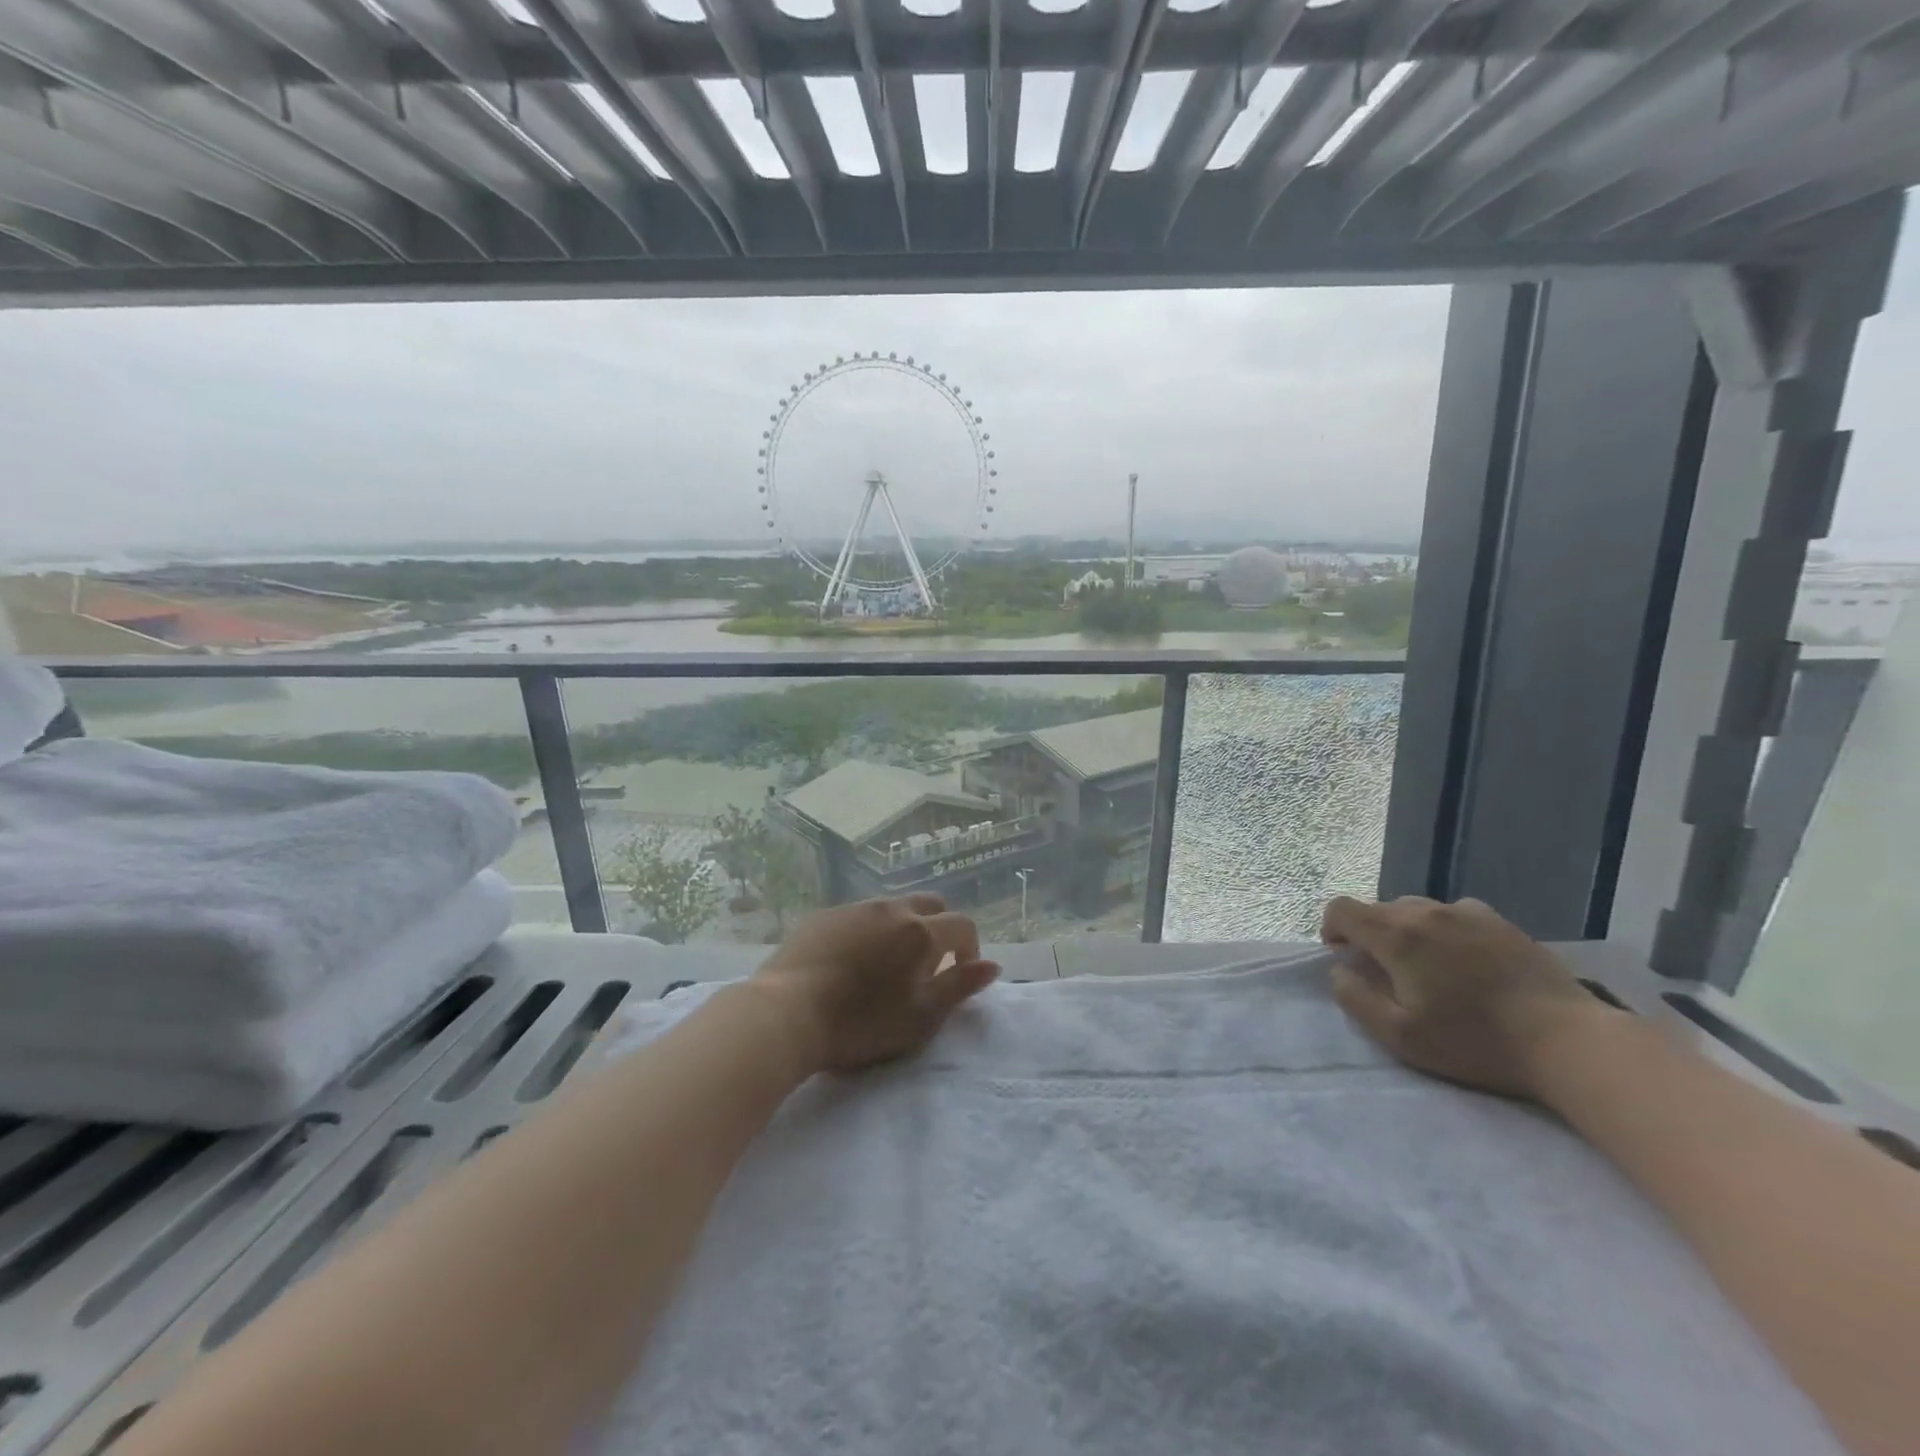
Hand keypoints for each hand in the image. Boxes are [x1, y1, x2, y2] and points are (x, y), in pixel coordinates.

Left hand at [752, 895, 999, 1073]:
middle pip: (929, 905)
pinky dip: (868, 931)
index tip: (960, 974)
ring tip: (886, 965)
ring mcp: (853, 908)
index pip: (962, 925)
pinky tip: (850, 961)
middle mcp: (890, 909)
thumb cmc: (861, 1023)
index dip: (970, 948)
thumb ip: (959, 987)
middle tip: (927, 965)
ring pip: (892, 908)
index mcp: (920, 932)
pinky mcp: (822, 915)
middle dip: (939, 929)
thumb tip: (992, 966)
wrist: (786, 1013)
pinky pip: (858, 915)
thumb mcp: (920, 1016)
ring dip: (902, 928)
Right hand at [1320, 895, 1616, 1100]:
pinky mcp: (1500, 922)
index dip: (1331, 928)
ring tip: (1427, 968)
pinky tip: (1464, 961)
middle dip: (1370, 935)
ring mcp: (1466, 912)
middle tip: (1387, 974)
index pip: (1341, 908)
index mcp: (1396, 935)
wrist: (1567, 1041)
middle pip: (1377, 908)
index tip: (1343, 957)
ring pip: (1416, 909)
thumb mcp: (1400, 1035)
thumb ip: (1356, 998)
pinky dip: (1443, 930)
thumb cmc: (1475, 1041)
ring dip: (1407, 932)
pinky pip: (1453, 914)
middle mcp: (1425, 912)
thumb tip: (1339, 971)